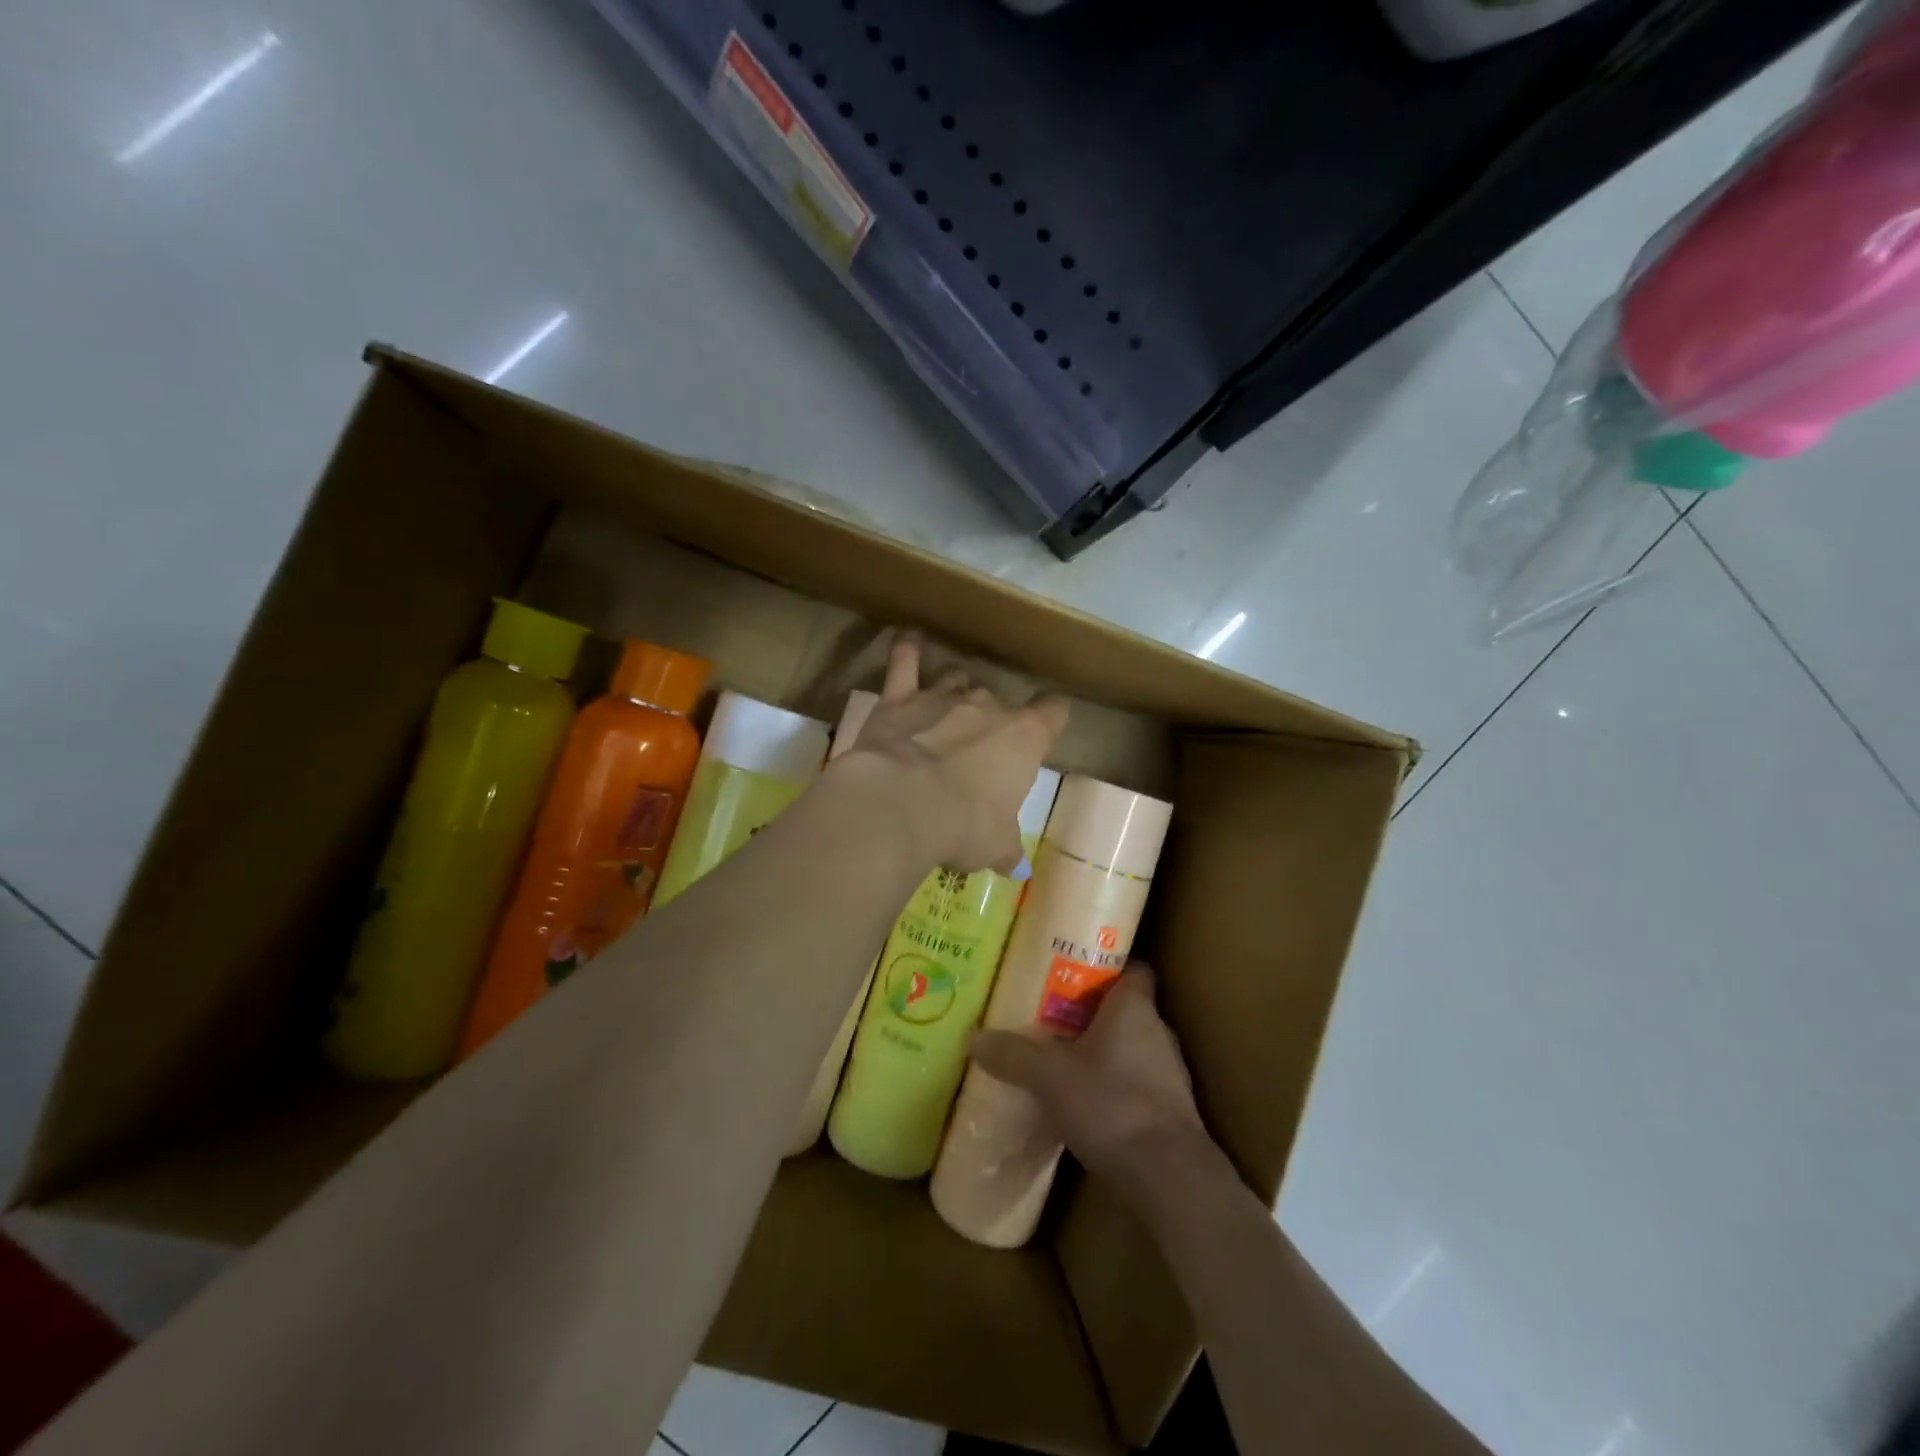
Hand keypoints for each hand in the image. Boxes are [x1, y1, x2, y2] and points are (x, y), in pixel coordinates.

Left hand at [833, 634, 1067, 873]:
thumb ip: (1005, 848)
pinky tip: (909, 639)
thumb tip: (1011, 864)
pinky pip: (905, 662)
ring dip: (955, 689)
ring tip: (947, 705)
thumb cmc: (963, 826)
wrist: (901, 805)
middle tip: (978, 747)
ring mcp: (942, 696)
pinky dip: (908, 649)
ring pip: (957, 678)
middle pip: (998, 699)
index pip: (1053, 712)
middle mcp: (988, 706)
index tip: (1047, 728)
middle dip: (991, 718)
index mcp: (1024, 737)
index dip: (1051, 718)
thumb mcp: (995, 846)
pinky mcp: (899, 698)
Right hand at [967, 963, 1204, 1191]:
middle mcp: (1158, 1032)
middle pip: (1126, 1008)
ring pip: (1131, 1047)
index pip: (1133, 969)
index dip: (1107, 965)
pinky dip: (1113, 1086)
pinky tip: (1085, 1101)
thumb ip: (1014, 1055)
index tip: (1074, 968)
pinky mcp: (1169, 1111)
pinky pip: (1136, 1083)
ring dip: (1103, 1051)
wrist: (1169, 1179)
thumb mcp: (1051, 1077)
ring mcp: (1169, 1074)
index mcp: (1135, 1008)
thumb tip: (973, 1038)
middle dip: (1092, 1011)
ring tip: (1062, 1057)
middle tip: (1052, 1013)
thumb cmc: (1113, 1105)